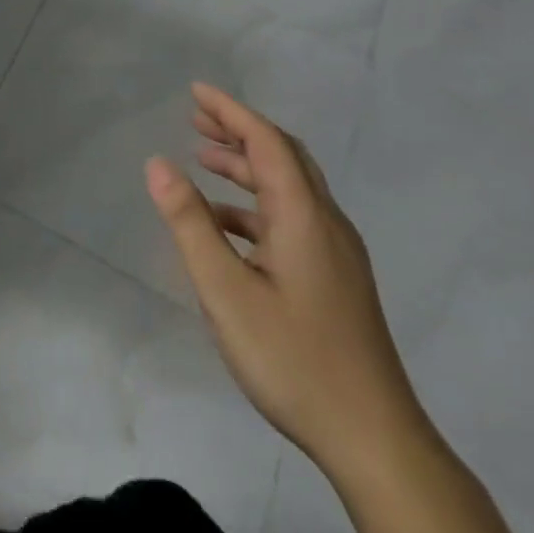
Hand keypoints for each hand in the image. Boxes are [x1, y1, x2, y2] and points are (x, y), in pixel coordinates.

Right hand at [146, 83, 424, 480]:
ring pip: (289, 189)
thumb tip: (158, 163)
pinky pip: (292, 219)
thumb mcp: (225, 290)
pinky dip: (255, 205)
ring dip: (246, 167)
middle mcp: (326, 224)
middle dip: (239, 132)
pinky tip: (226, 225)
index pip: (267, 142)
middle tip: (196, 119)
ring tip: (203, 160)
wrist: (375, 441)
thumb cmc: (293, 358)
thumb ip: (189, 223)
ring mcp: (336, 254)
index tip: (196, 91)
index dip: (231, 112)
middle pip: (283, 158)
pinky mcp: (335, 280)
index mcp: (305, 217)